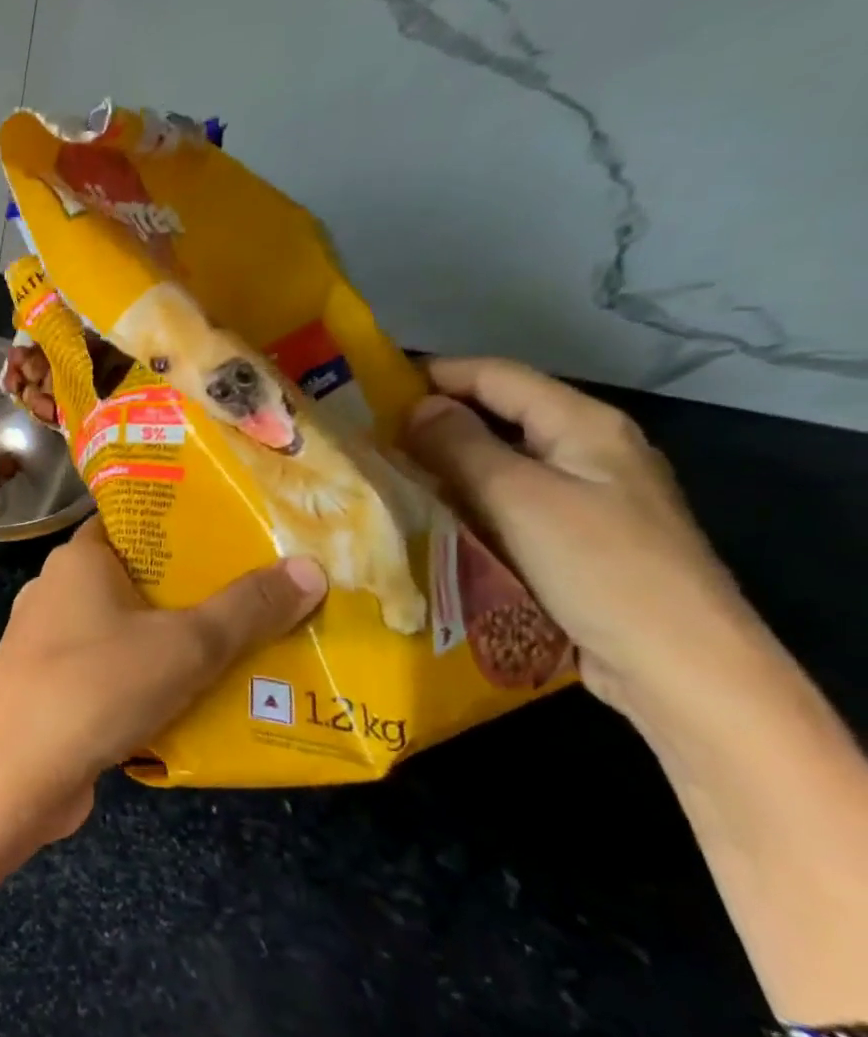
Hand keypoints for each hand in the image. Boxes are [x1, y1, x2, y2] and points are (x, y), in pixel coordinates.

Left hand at [0, 515, 325, 842]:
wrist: (13, 774)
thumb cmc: (96, 686)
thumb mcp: (185, 645)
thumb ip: (247, 608)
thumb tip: (310, 568)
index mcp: (78, 560)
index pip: (132, 522)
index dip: (183, 524)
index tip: (239, 534)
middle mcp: (57, 591)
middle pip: (136, 578)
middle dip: (195, 592)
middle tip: (262, 597)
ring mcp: (48, 642)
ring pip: (126, 630)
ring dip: (175, 642)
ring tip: (245, 651)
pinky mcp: (50, 687)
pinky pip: (111, 671)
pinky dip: (149, 680)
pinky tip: (196, 702)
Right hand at [401, 356, 760, 723]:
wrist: (674, 662)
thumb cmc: (597, 566)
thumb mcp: (518, 497)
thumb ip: (462, 446)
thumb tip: (417, 407)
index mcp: (583, 425)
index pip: (497, 376)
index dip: (434, 374)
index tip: (368, 388)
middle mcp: (585, 452)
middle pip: (496, 418)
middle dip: (430, 423)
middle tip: (363, 438)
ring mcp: (580, 498)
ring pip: (495, 465)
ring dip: (440, 467)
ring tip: (378, 476)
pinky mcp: (568, 540)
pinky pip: (501, 505)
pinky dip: (460, 503)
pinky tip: (421, 518)